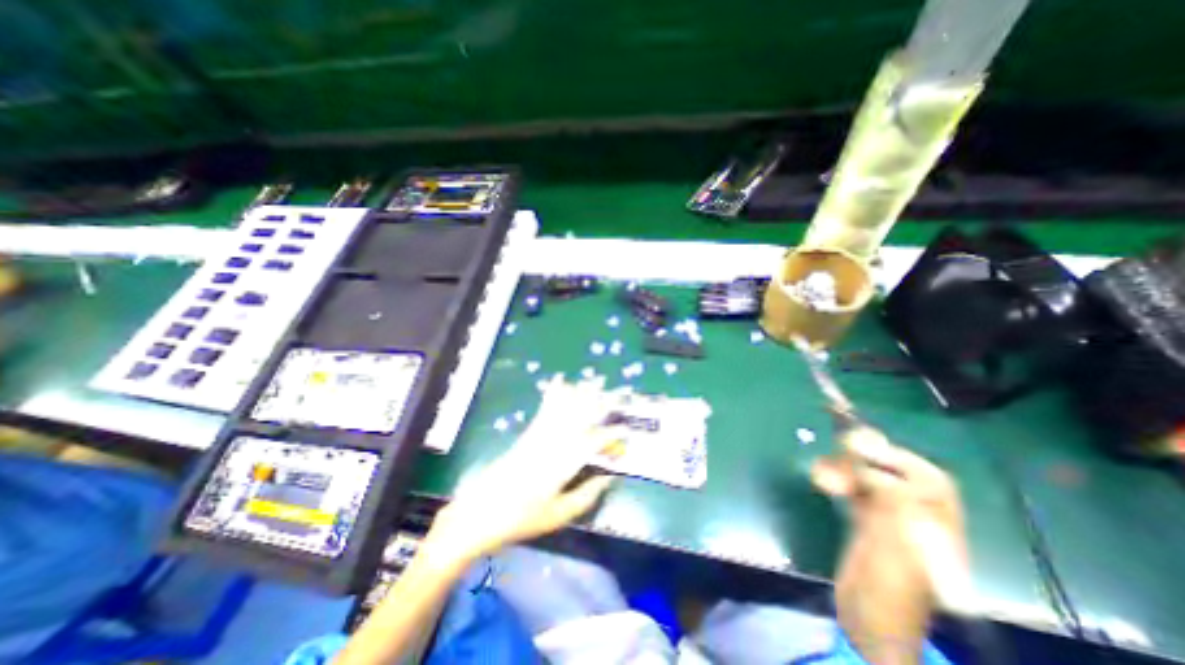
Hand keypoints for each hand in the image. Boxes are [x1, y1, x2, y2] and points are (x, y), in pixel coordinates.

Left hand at [429, 375, 623, 561]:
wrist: (480, 512)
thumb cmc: (522, 518)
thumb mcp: (559, 515)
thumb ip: (587, 495)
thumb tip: (608, 478)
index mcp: (563, 465)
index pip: (592, 443)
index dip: (610, 435)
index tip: (624, 430)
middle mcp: (553, 444)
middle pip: (579, 418)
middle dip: (596, 403)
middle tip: (612, 390)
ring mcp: (538, 436)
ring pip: (563, 409)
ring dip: (579, 393)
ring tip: (591, 380)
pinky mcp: (527, 435)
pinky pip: (545, 410)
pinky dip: (554, 395)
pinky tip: (559, 383)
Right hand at [815, 428, 972, 614]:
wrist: (870, 626)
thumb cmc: (890, 588)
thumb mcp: (894, 541)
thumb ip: (887, 494)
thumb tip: (866, 448)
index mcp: (936, 524)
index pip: (928, 479)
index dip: (896, 457)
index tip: (860, 446)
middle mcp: (917, 517)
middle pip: (894, 474)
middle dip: (863, 460)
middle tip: (836, 450)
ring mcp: (890, 520)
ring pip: (869, 480)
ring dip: (844, 469)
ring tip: (821, 472)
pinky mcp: (867, 523)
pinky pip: (854, 492)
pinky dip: (837, 481)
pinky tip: (822, 480)